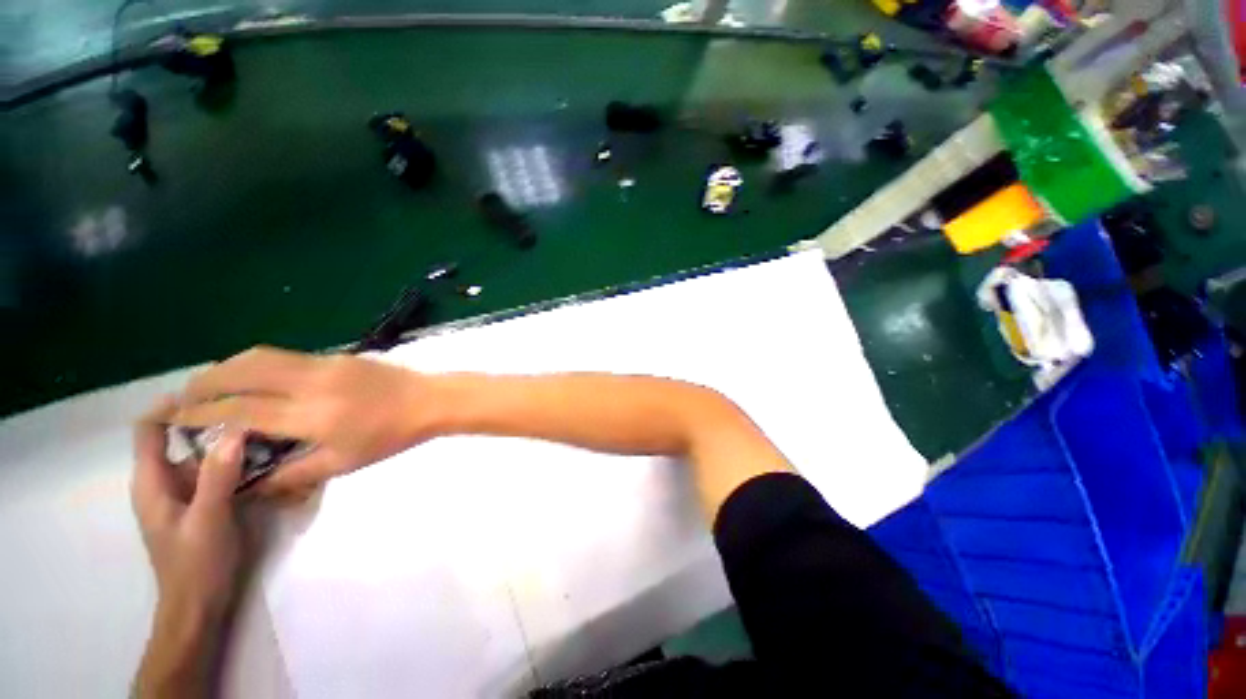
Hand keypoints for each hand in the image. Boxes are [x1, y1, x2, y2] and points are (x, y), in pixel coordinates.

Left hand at [133, 400, 245, 620]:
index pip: (148, 431)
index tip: (208, 390)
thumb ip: (218, 475)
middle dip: (211, 423)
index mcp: (152, 482)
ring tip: (266, 431)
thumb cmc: (195, 564)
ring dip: (229, 444)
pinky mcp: (202, 504)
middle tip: (252, 410)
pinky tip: (264, 461)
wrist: (199, 606)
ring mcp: (184, 494)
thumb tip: (235, 430)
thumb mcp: (209, 518)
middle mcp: (165, 482)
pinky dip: (236, 463)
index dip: (170, 406)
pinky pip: (216, 473)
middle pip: (180, 440)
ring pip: (202, 457)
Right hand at [170, 347, 437, 495]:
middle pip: (241, 372)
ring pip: (260, 356)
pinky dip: (255, 362)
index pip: (239, 411)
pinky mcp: (336, 355)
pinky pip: (284, 354)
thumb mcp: (342, 463)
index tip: (172, 417)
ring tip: (209, 386)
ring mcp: (324, 363)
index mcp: (310, 415)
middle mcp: (310, 382)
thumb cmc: (390, 437)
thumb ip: (292, 474)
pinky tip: (251, 377)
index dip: (199, 414)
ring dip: (226, 368)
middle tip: (183, 398)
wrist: (429, 400)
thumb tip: (250, 483)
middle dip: (204, 383)